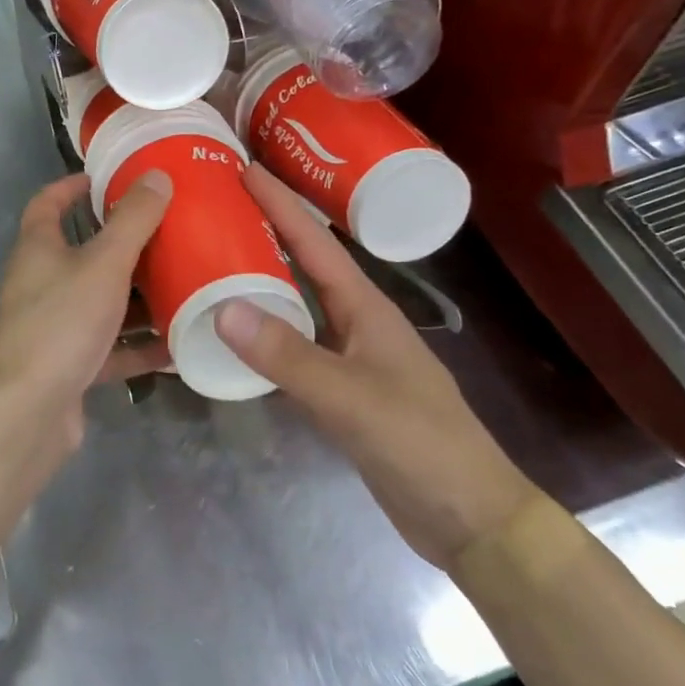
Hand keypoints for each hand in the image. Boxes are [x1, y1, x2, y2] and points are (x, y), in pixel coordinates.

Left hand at [0, 170, 173, 445]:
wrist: (30, 409)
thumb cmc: (62, 322)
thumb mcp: (104, 263)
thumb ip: (132, 220)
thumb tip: (156, 176)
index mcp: (38, 249)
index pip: (47, 204)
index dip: (71, 187)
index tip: (104, 179)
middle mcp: (39, 283)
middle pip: (80, 254)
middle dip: (121, 244)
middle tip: (165, 233)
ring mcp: (53, 326)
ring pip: (99, 302)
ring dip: (135, 297)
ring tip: (181, 284)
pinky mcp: (68, 365)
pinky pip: (109, 347)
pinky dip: (137, 345)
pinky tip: (176, 345)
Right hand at [215, 164, 540, 571]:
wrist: (469, 517)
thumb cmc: (420, 445)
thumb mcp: (351, 398)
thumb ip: (288, 356)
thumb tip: (221, 307)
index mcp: (366, 307)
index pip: (315, 243)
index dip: (280, 203)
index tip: (242, 168)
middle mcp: (356, 321)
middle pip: (304, 264)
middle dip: (265, 230)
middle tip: (217, 207)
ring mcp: (350, 356)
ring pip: (296, 303)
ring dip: (260, 278)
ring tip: (215, 258)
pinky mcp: (341, 389)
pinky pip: (292, 344)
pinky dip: (263, 330)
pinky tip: (236, 332)